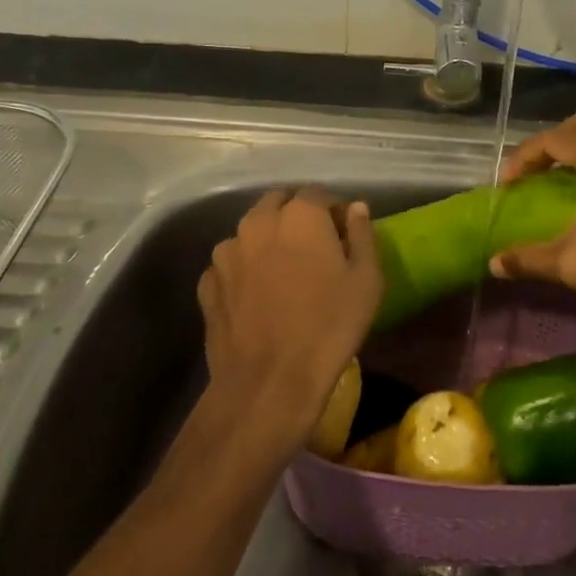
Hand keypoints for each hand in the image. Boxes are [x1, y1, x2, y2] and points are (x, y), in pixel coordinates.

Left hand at [198, 189, 382, 457]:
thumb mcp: (367, 279)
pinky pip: (230, 265)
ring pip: (251, 233)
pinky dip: (244, 271)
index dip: (333, 212)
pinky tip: (257, 297)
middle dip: (296, 218)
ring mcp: (227, 252)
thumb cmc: (329, 325)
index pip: (319, 194)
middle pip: (279, 205)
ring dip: (267, 242)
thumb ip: (363, 234)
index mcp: (300, 214)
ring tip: (283, 274)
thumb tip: (356, 209)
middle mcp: (258, 221)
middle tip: (313, 249)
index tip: (343, 235)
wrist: (270, 382)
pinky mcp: (208, 283)